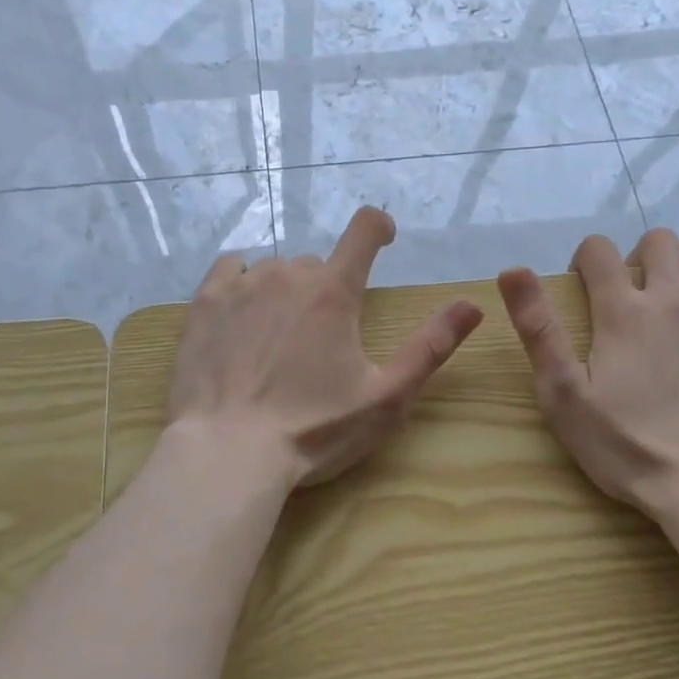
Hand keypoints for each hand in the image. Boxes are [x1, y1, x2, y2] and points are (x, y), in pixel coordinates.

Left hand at [166, 207, 484, 491]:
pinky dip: (242, 280)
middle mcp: (289, 274)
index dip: (379, 226)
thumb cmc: (313, 429)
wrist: (227, 453)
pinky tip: (241, 313)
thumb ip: (430, 347)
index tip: (384, 239)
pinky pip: (230, 268)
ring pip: (275, 270)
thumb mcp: (385, 397)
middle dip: (327, 290)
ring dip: (286, 292)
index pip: (364, 229)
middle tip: (323, 340)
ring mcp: (242, 284)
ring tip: (278, 340)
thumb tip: (473, 304)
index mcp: (334, 291)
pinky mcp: (206, 301)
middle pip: (317, 264)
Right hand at [496, 229, 678, 520]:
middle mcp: (671, 299)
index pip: (599, 252)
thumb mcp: (563, 393)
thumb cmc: (628, 445)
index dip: (586, 257)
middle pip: (658, 243)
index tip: (583, 282)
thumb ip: (538, 328)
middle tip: (633, 288)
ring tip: (678, 278)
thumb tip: (512, 269)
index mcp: (622, 312)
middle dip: (639, 253)